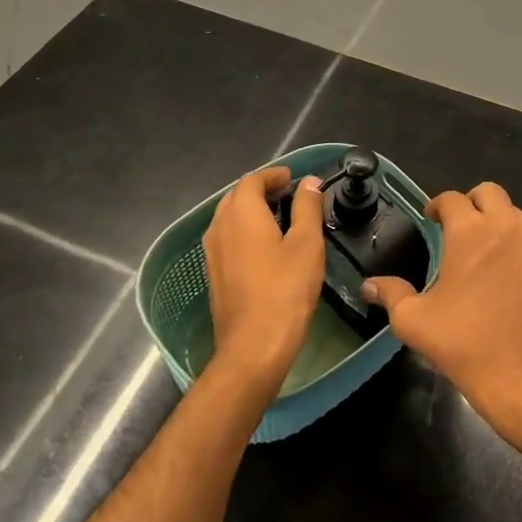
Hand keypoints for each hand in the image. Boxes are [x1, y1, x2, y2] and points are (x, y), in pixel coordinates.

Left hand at [202, 166, 325, 395]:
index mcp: (241, 213)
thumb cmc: (285, 290)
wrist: (253, 346)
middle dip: (261, 190)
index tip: (293, 179)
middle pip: (236, 196)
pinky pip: (227, 238)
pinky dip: (245, 230)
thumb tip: (309, 182)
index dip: (273, 175)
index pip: (252, 180)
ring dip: (252, 210)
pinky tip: (266, 246)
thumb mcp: (307, 244)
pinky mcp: (214, 274)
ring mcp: (212, 252)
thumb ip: (307, 208)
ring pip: (229, 218)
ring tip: (280, 217)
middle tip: (289, 194)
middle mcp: (219, 227)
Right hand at [362, 182, 521, 445]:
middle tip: (453, 227)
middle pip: (488, 192)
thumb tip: (369, 285)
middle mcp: (504, 227)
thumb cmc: (466, 344)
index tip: (428, 220)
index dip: (436, 205)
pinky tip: (497, 267)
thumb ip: (391, 295)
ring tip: (475, 246)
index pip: (451, 199)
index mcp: (471, 232)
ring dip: (492, 217)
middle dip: (468, 202)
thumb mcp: (415, 322)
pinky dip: (510, 236)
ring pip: (511, 210)